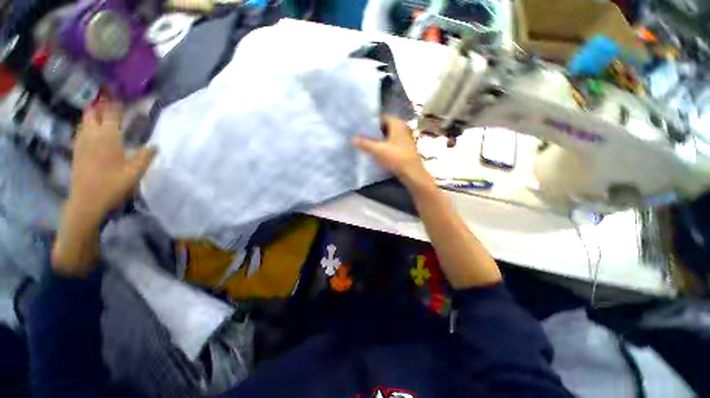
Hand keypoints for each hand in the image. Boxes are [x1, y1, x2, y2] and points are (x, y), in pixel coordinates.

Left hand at [52, 101, 155, 274]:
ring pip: (84, 121)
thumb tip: (156, 146)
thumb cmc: (110, 188)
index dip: (116, 104)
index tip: (120, 102)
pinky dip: (83, 131)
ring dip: (90, 117)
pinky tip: (87, 137)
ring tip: (95, 119)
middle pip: (94, 111)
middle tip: (106, 108)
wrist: (86, 206)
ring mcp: (82, 143)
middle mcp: (94, 133)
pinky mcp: (75, 154)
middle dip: (99, 106)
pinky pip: (78, 135)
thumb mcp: (132, 176)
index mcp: (109, 133)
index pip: (112, 109)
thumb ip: (144, 158)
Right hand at [353, 117, 433, 189]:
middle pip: (385, 126)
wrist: (413, 173)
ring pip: (388, 134)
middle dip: (374, 130)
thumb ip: (364, 143)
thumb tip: (352, 139)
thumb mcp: (377, 150)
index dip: (371, 121)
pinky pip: (392, 142)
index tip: (360, 126)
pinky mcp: (406, 147)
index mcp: (397, 123)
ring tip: (366, 142)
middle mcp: (403, 127)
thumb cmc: (396, 157)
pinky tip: (376, 150)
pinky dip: (385, 144)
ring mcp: (405, 138)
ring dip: (379, 138)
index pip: (381, 117)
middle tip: (360, 134)